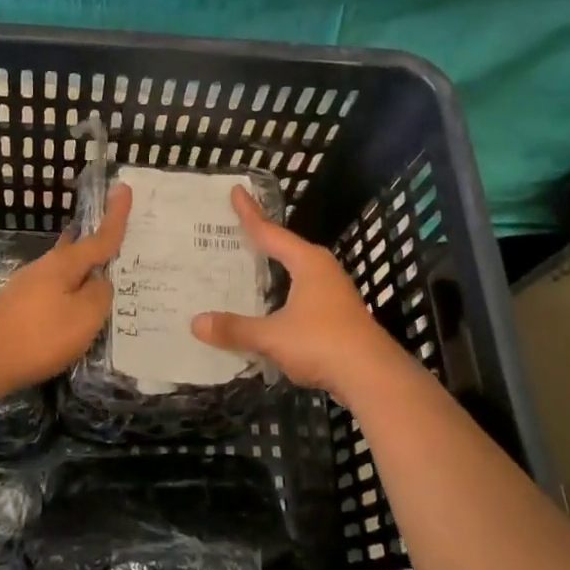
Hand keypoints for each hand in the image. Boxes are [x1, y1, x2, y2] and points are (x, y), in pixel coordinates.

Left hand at [0, 184, 132, 390]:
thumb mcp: (84, 317)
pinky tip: (73, 305)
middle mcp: (44, 267)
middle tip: (116, 236)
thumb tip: (100, 281)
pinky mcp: (18, 306)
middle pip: (77, 249)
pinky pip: (54, 289)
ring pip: (64, 270)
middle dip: (96, 243)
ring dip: (82, 270)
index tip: (124, 187)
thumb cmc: (39, 336)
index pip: (99, 237)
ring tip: (101, 276)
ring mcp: (27, 286)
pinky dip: (69, 290)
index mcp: (64, 264)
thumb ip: (100, 295)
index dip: (115, 216)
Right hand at [191, 186, 409, 402]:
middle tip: (236, 228)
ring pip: (296, 272)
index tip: (236, 191)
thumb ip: (236, 329)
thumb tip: (196, 322)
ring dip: (274, 269)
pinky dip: (282, 293)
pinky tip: (270, 306)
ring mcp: (333, 294)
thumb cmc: (322, 343)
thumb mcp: (272, 336)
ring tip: (249, 264)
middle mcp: (322, 271)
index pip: (271, 232)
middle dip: (262, 239)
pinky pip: (301, 295)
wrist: (374, 377)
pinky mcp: (337, 316)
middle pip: (286, 248)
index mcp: (308, 263)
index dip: (250, 214)